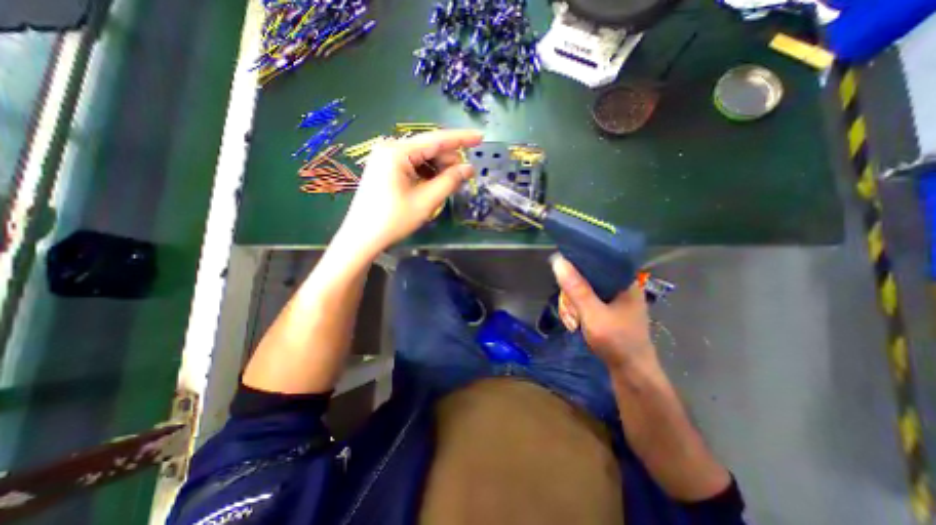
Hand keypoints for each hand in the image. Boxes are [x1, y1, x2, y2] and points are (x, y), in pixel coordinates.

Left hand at [334, 128, 481, 256]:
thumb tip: (469, 168)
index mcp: (398, 152)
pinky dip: (426, 173)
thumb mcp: (426, 201)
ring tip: (449, 183)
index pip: (436, 139)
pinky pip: (412, 165)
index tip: (480, 137)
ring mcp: (385, 158)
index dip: (461, 138)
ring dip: (438, 168)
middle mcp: (390, 148)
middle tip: (464, 176)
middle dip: (448, 160)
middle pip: (428, 147)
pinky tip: (433, 184)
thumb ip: (450, 181)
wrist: (362, 237)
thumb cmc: (393, 220)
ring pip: (421, 157)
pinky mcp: (384, 169)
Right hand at [549, 254, 652, 368]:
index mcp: (624, 281)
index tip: (565, 276)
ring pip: (584, 291)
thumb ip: (576, 289)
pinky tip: (575, 323)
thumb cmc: (617, 341)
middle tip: (571, 311)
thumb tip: (558, 261)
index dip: (578, 265)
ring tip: (573, 322)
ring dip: (573, 306)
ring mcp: (614, 301)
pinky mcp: (608, 311)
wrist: (632, 373)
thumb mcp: (593, 314)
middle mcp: (620, 287)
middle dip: (572, 294)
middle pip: (587, 278)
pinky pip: (586, 303)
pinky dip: (578, 311)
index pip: (598, 260)